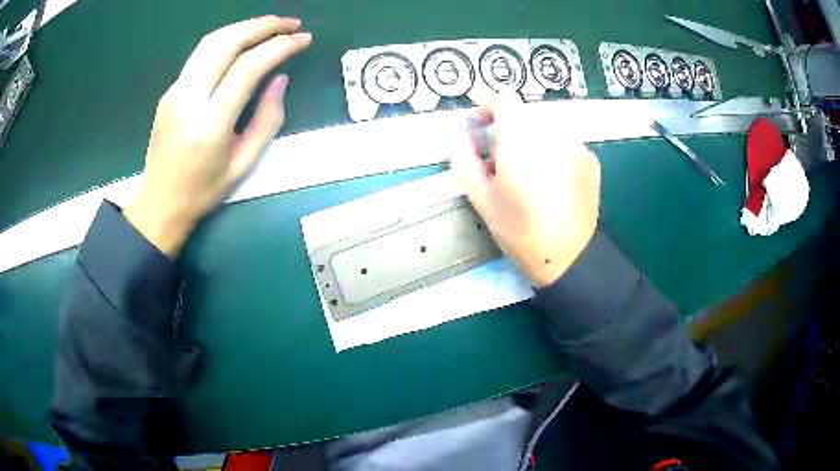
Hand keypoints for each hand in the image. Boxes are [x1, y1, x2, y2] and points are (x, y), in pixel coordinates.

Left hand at [124, 16, 311, 256]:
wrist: (160, 203)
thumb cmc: (203, 191)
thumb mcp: (244, 164)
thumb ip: (267, 120)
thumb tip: (279, 79)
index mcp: (210, 124)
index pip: (247, 68)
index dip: (279, 47)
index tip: (303, 40)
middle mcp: (188, 99)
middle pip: (227, 42)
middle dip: (263, 25)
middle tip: (291, 24)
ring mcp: (175, 92)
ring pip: (211, 41)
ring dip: (244, 27)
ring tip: (271, 27)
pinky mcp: (170, 90)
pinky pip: (201, 54)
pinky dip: (227, 40)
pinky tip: (243, 43)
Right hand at [450, 92, 600, 287]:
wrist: (568, 256)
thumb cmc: (519, 230)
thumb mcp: (480, 197)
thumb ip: (463, 158)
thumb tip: (461, 134)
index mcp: (519, 139)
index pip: (504, 98)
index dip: (489, 108)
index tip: (483, 128)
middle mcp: (551, 132)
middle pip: (526, 112)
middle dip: (511, 127)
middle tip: (504, 158)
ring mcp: (575, 144)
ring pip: (548, 126)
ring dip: (534, 138)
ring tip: (531, 171)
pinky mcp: (590, 158)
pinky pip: (566, 141)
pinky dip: (555, 150)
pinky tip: (554, 180)